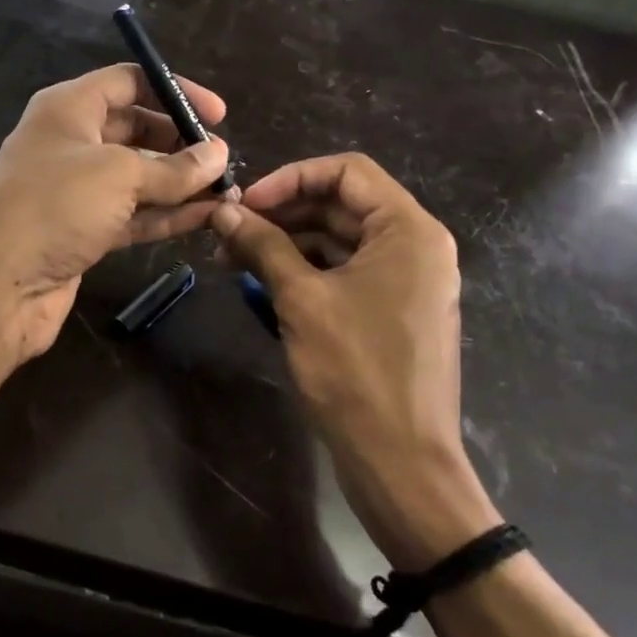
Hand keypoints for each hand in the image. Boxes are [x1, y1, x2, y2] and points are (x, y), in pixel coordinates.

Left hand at [0, 64, 231, 362]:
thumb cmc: (53, 206)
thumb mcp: (118, 175)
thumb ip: (174, 167)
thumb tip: (219, 155)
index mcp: (69, 108)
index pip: (129, 82)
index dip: (175, 91)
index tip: (218, 116)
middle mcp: (71, 142)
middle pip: (136, 130)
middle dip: (180, 142)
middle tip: (224, 161)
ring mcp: (75, 190)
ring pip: (138, 177)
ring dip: (181, 184)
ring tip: (228, 193)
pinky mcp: (82, 231)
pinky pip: (132, 214)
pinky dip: (166, 215)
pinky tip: (206, 218)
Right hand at [211, 154, 498, 569]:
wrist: (400, 464)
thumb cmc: (355, 372)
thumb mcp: (301, 300)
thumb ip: (262, 245)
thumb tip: (222, 211)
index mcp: (408, 231)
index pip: (346, 172)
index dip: (290, 178)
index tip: (245, 203)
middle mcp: (414, 247)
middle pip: (340, 205)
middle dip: (281, 213)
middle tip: (228, 232)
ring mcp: (404, 281)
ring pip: (337, 240)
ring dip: (286, 243)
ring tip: (232, 259)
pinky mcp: (389, 311)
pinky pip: (343, 272)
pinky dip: (303, 271)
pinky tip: (261, 282)